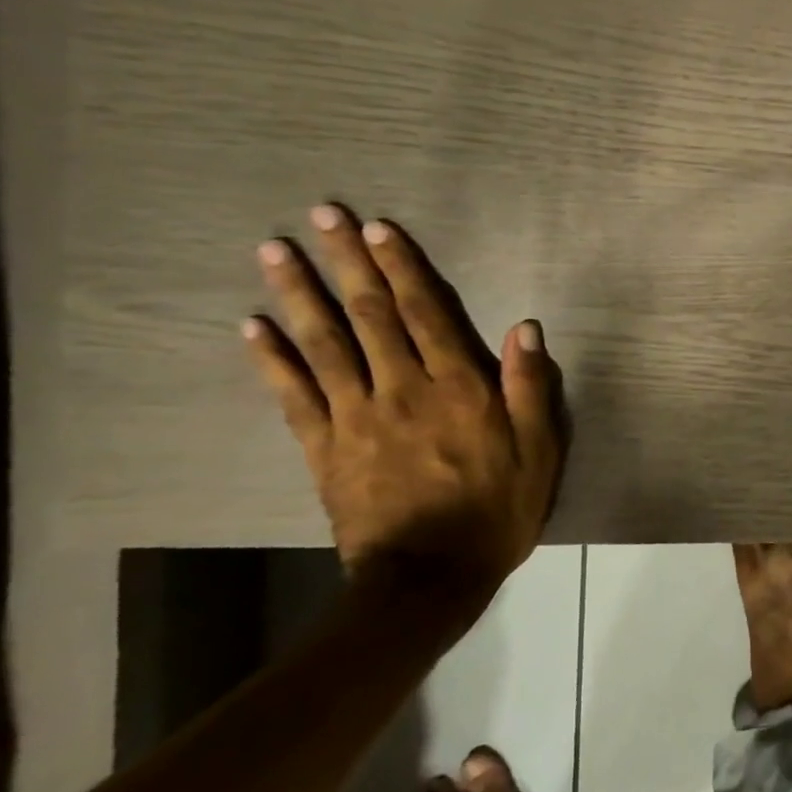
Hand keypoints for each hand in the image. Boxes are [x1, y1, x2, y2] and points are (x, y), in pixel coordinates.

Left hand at [243, 204, 564, 613]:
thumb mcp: (539, 450)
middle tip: (322, 215)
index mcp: (458, 388)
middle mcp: (402, 389)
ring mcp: (356, 416)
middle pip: (370, 315)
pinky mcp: (324, 447)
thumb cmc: (497, 509)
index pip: (426, 315)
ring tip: (272, 251)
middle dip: (347, 262)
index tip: (380, 229)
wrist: (430, 576)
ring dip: (298, 294)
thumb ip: (530, 387)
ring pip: (323, 344)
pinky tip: (252, 326)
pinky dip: (271, 358)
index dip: (403, 269)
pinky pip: (293, 395)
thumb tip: (525, 328)